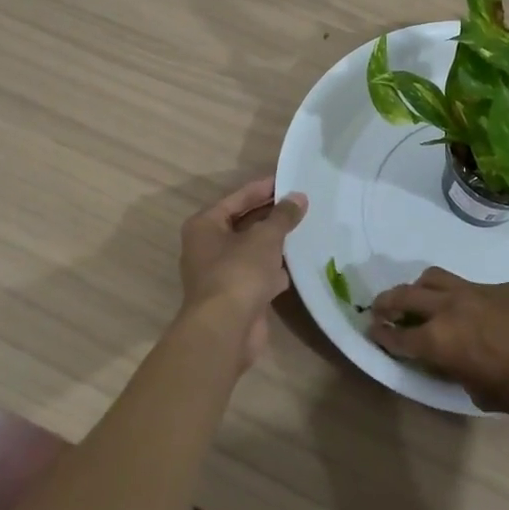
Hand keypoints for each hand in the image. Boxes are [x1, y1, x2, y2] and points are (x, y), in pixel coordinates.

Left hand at [177, 176, 307, 367]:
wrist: (225, 329)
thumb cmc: (238, 272)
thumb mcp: (264, 237)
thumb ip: (282, 216)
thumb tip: (298, 197)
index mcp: (205, 226)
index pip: (237, 198)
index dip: (262, 188)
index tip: (287, 180)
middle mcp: (207, 247)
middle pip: (243, 223)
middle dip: (270, 215)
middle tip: (299, 203)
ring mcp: (220, 274)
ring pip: (251, 250)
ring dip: (273, 243)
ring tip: (303, 229)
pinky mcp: (235, 296)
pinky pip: (258, 274)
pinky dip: (274, 269)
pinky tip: (297, 264)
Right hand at [366, 268, 508, 421]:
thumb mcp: (488, 396)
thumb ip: (464, 375)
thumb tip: (461, 364)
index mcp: (442, 342)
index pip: (400, 336)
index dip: (383, 335)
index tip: (373, 331)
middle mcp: (451, 308)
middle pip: (407, 295)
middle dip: (388, 302)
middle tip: (379, 308)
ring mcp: (477, 291)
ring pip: (435, 278)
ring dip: (418, 288)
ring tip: (418, 298)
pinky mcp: (502, 285)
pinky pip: (468, 285)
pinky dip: (457, 294)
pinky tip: (472, 310)